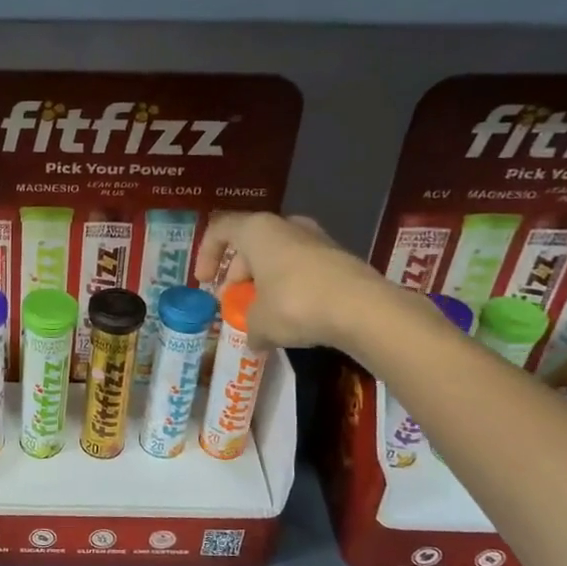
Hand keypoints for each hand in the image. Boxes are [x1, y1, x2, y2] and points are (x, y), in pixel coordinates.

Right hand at [194, 212, 392, 352]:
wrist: (363, 310)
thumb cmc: (295, 304)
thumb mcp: (259, 322)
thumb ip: (249, 325)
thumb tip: (254, 339)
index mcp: (258, 230)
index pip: (220, 230)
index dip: (206, 255)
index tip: (204, 282)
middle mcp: (287, 226)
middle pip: (250, 246)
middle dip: (238, 275)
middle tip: (234, 304)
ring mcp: (318, 240)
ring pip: (278, 258)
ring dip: (265, 283)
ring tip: (262, 314)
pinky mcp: (340, 259)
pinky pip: (303, 271)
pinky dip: (291, 290)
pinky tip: (293, 319)